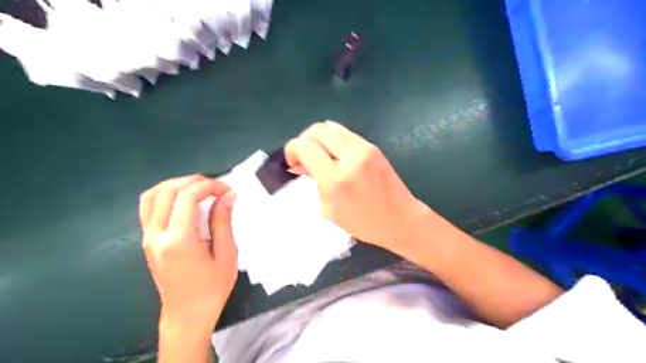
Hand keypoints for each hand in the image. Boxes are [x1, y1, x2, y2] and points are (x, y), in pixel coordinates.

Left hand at [137, 174, 235, 334]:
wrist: (187, 315)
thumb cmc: (212, 288)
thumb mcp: (226, 254)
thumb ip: (223, 221)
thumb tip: (228, 195)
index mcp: (179, 240)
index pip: (188, 197)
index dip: (210, 186)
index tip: (228, 190)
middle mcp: (156, 235)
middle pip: (167, 191)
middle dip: (194, 181)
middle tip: (216, 186)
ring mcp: (147, 238)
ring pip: (152, 195)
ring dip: (176, 184)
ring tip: (199, 187)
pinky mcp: (147, 241)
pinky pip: (148, 207)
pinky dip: (165, 195)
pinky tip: (183, 199)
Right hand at [284, 121, 430, 252]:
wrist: (400, 218)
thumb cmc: (363, 223)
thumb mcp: (330, 209)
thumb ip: (314, 182)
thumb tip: (300, 164)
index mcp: (336, 180)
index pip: (305, 147)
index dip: (291, 150)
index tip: (292, 162)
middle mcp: (350, 158)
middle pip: (316, 131)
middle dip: (303, 140)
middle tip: (303, 158)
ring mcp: (364, 149)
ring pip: (330, 127)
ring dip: (317, 137)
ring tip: (317, 154)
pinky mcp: (372, 146)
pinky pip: (344, 133)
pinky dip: (332, 138)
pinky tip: (333, 153)